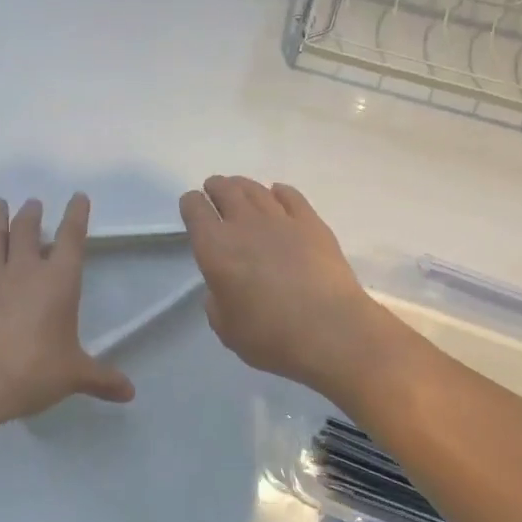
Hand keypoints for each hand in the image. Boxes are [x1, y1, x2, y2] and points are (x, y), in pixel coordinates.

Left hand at [0, 194, 135, 428]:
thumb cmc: (32, 372)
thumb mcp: (73, 376)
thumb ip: (102, 379)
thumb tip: (130, 392)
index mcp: (59, 282)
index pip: (72, 239)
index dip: (77, 215)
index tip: (78, 197)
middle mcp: (25, 270)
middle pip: (28, 230)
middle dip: (32, 214)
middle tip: (32, 204)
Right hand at [179, 176, 396, 396]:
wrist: (330, 330)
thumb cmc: (271, 336)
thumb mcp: (226, 328)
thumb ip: (217, 301)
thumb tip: (224, 287)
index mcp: (215, 248)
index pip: (195, 210)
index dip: (191, 205)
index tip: (193, 208)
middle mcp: (244, 224)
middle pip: (225, 190)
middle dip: (216, 188)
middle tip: (215, 192)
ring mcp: (281, 219)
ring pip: (256, 189)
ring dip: (243, 186)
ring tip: (240, 189)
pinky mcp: (312, 222)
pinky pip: (290, 195)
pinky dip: (279, 192)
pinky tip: (277, 194)